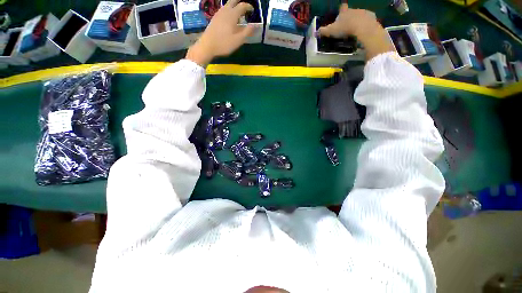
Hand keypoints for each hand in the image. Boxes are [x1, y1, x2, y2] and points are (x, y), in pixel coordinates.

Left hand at [186, 0, 254, 65]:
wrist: (207, 45)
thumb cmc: (224, 44)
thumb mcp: (238, 40)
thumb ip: (247, 32)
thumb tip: (256, 25)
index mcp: (232, 15)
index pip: (242, 6)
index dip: (248, 7)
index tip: (252, 11)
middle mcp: (225, 11)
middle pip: (233, 1)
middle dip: (240, 3)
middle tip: (245, 8)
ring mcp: (219, 13)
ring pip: (227, 5)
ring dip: (234, 6)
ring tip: (238, 14)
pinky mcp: (214, 18)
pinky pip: (223, 10)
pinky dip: (229, 10)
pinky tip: (229, 18)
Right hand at [318, 4, 395, 60]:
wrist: (363, 28)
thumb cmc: (346, 28)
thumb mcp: (332, 31)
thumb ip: (324, 31)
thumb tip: (315, 32)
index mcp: (345, 12)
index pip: (342, 8)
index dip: (341, 10)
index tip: (340, 13)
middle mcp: (354, 9)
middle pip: (351, 11)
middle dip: (349, 17)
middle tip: (347, 25)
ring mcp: (364, 12)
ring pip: (360, 15)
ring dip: (358, 20)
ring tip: (355, 29)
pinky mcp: (371, 17)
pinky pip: (368, 19)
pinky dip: (366, 24)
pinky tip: (363, 30)